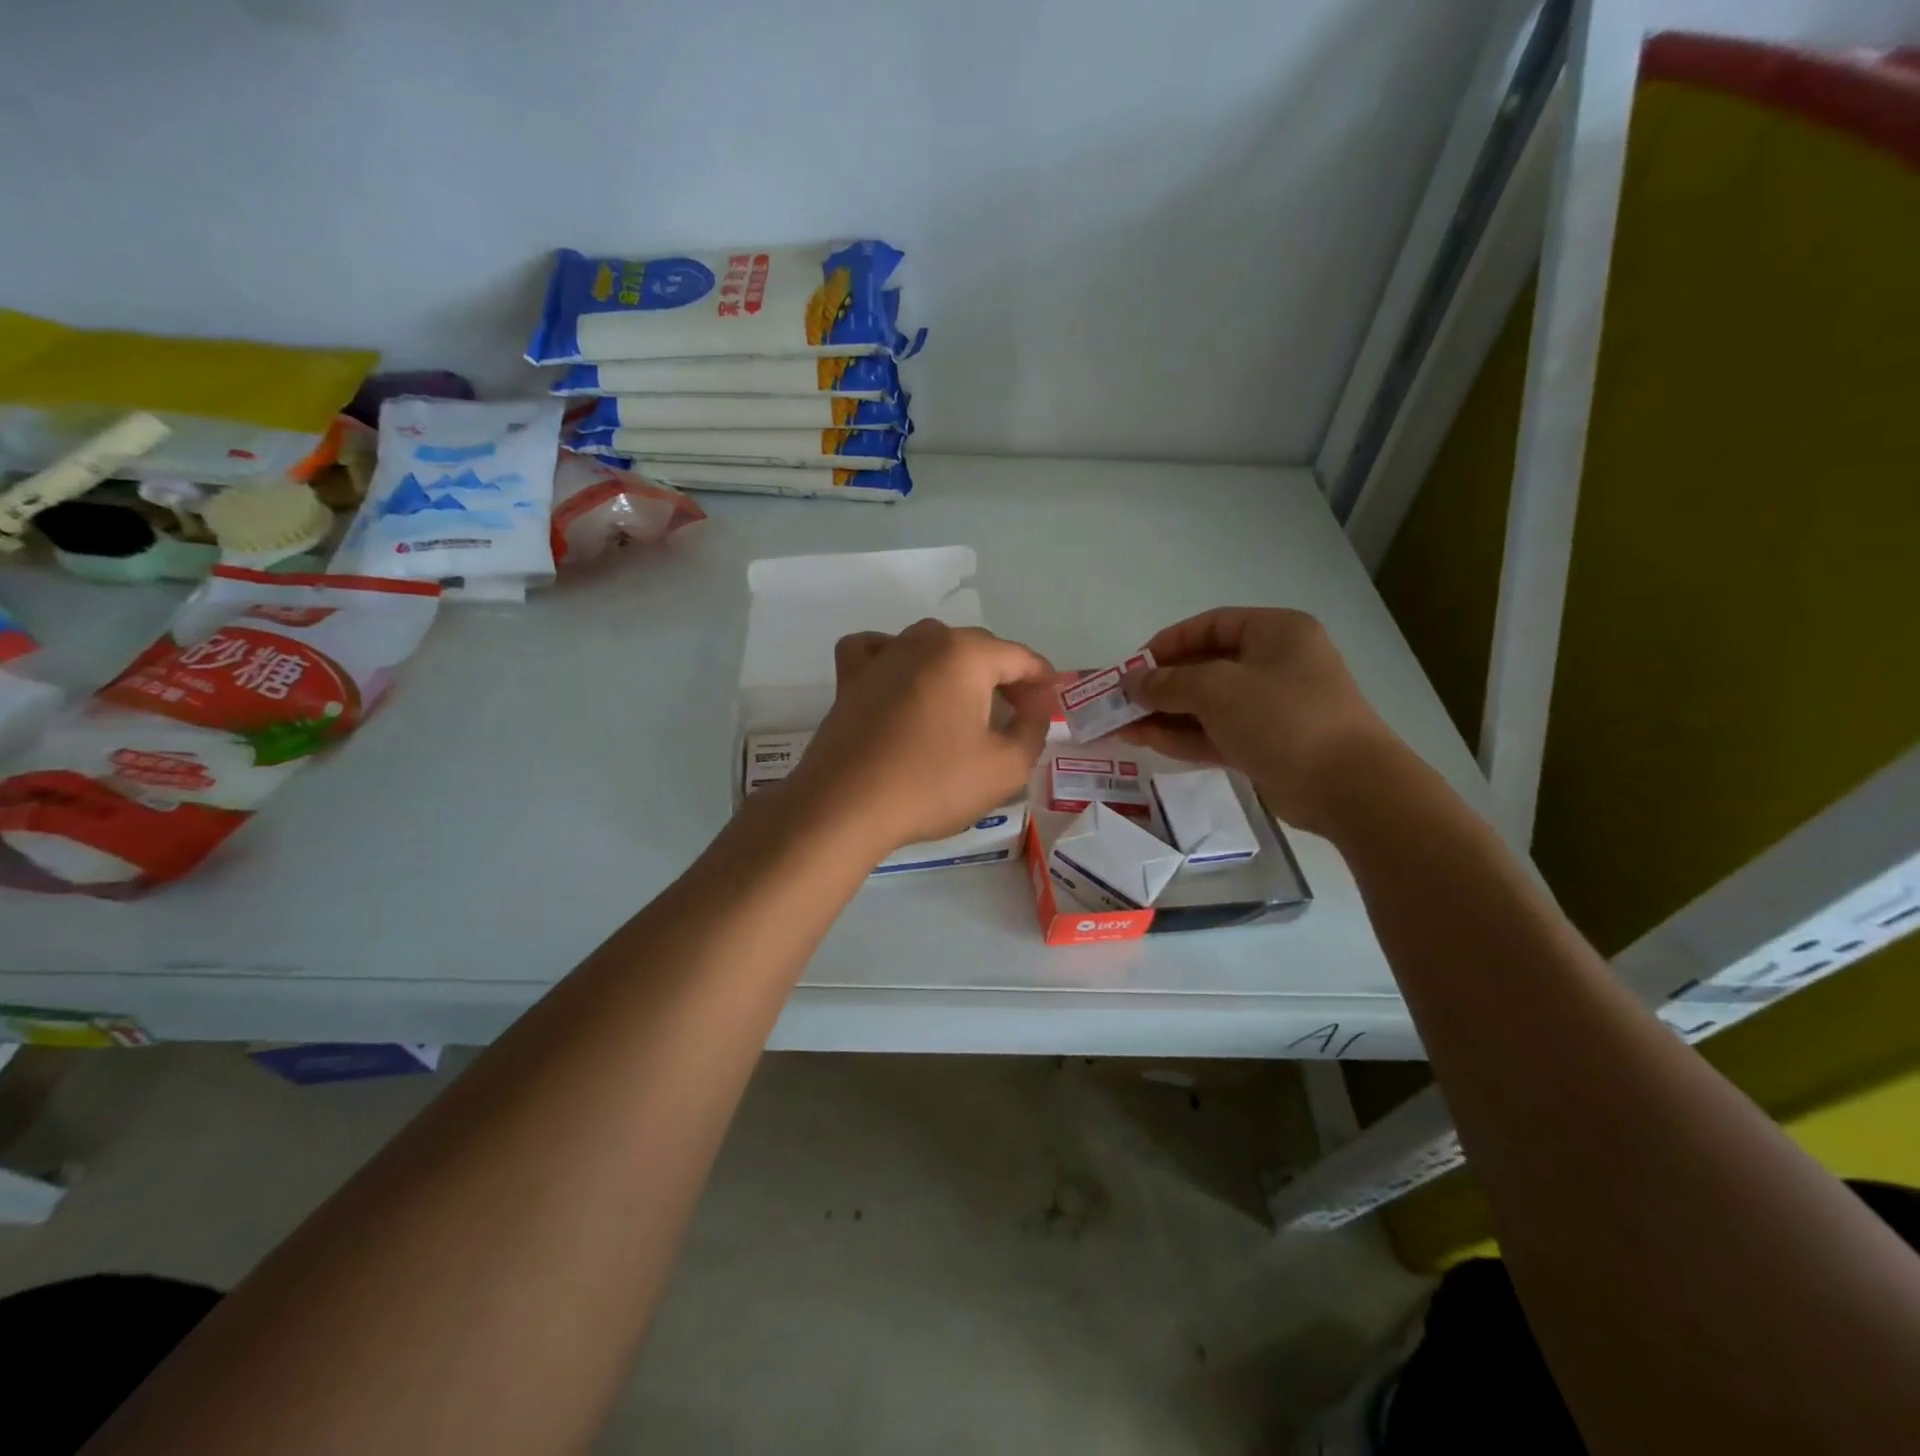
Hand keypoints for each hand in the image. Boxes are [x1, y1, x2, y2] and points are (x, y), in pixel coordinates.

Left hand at [786, 620, 1055, 858]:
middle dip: (1004, 677)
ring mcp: (882, 656)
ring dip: (956, 669)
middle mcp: (923, 641)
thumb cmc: (932, 785)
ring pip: (931, 646)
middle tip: (1017, 715)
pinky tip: (901, 682)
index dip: (1043, 681)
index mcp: (966, 654)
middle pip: (978, 649)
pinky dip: (895, 660)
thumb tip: (1036, 706)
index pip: (1020, 658)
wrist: (845, 806)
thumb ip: (1033, 730)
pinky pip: (878, 651)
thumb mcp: (1005, 767)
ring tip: (965, 705)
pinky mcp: (850, 678)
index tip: (1051, 706)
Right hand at [1117, 607, 1399, 834]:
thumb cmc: (1284, 718)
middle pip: (1205, 667)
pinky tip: (1143, 741)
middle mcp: (1274, 664)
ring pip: (1206, 705)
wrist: (1347, 787)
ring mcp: (1270, 708)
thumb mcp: (1218, 690)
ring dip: (1164, 714)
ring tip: (1118, 725)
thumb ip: (1168, 683)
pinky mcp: (1265, 745)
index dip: (1168, 642)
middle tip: (1119, 700)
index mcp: (1275, 633)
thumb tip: (1129, 682)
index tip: (1133, 664)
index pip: (1211, 625)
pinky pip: (1215, 733)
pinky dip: (1182, 736)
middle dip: (1159, 685)